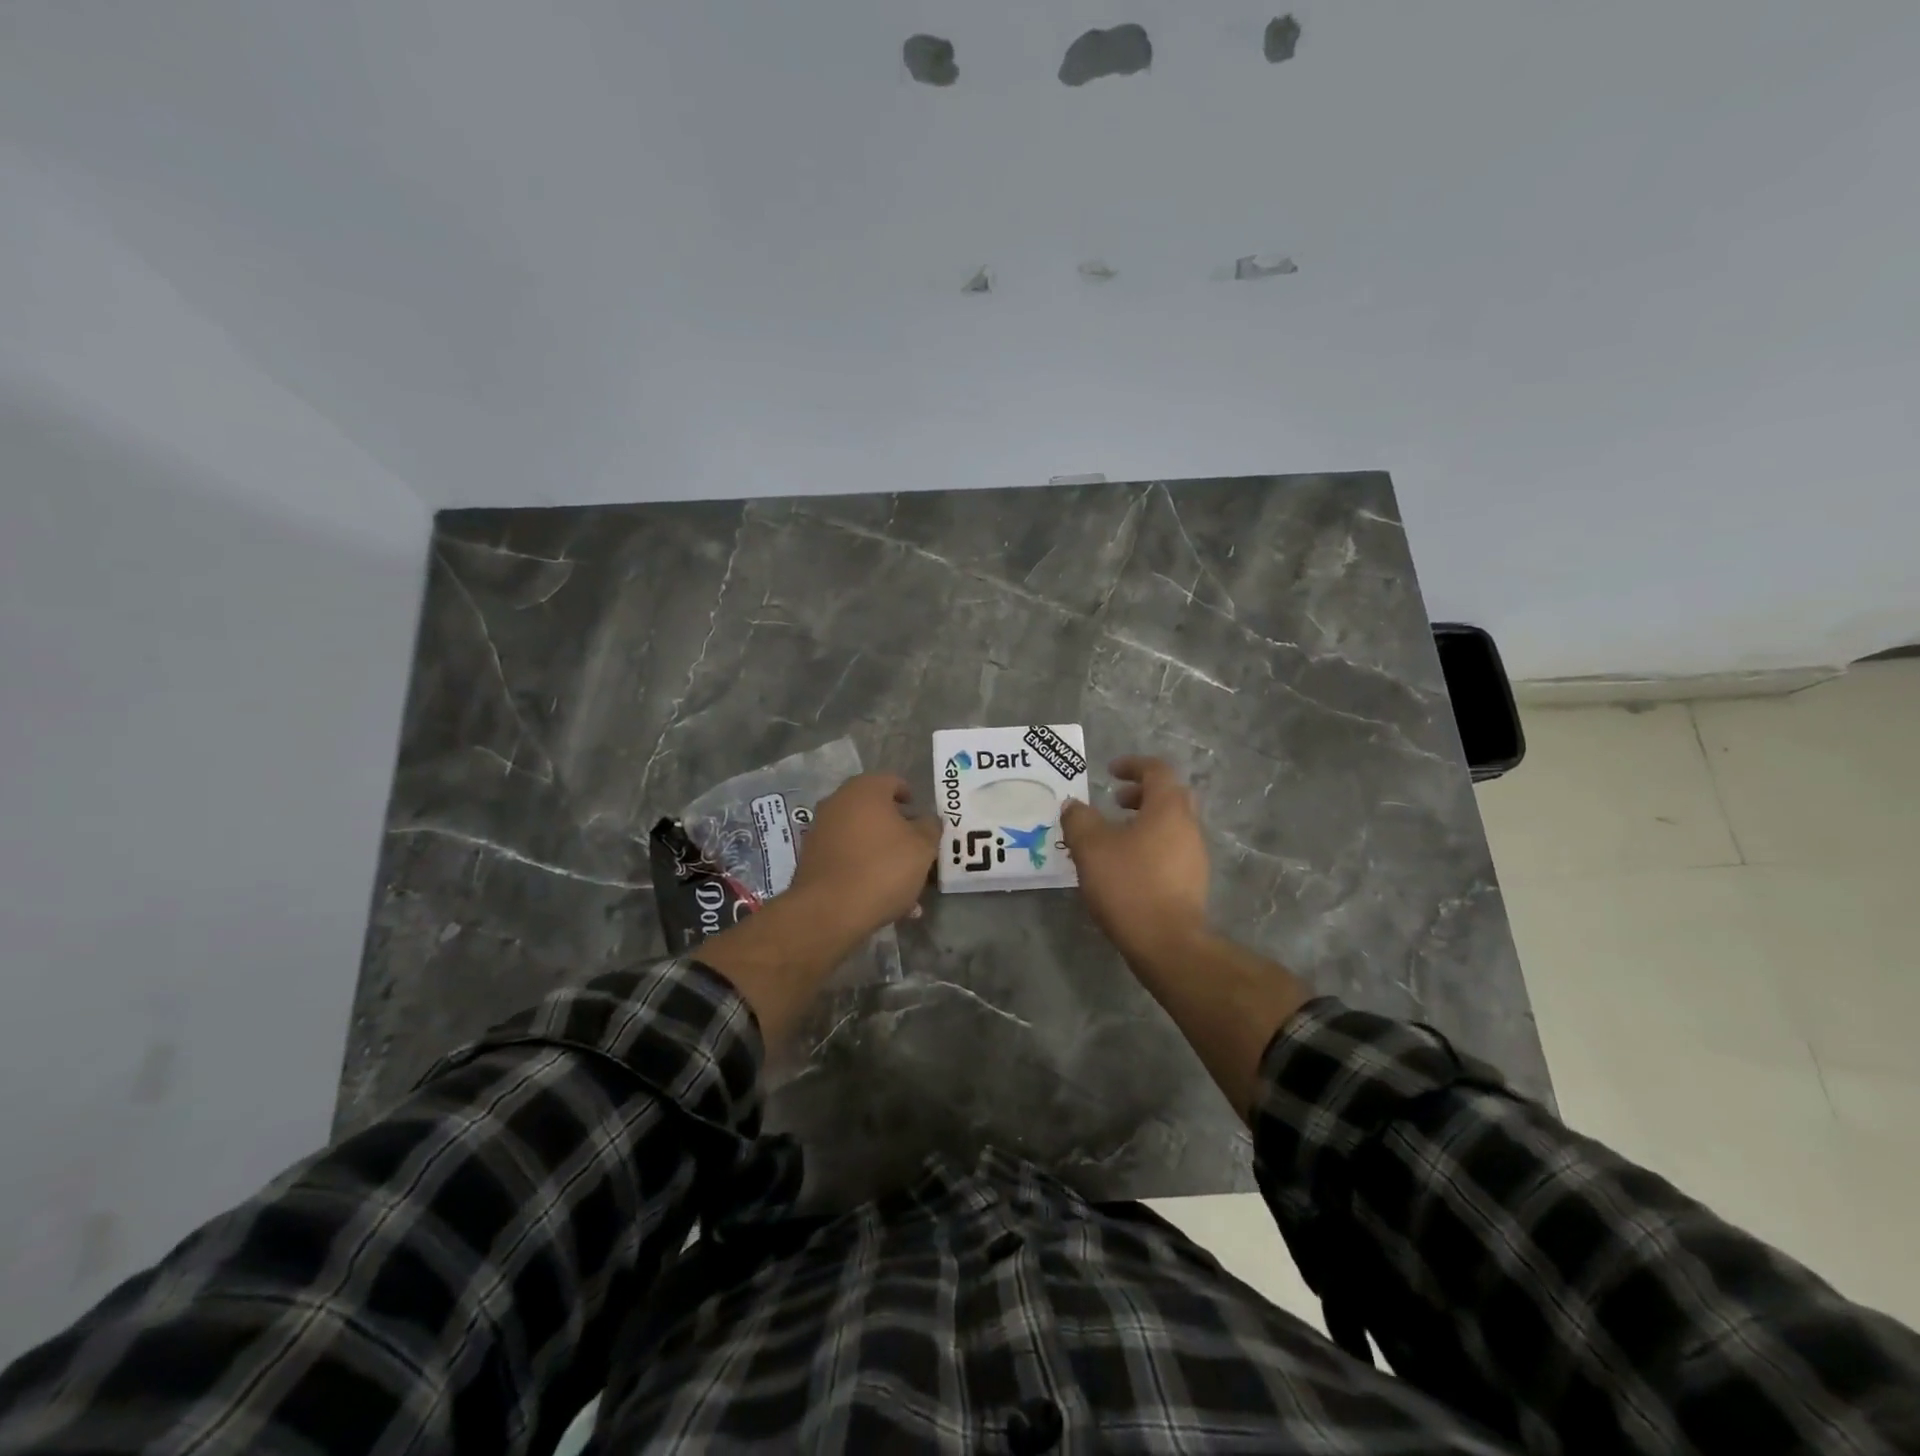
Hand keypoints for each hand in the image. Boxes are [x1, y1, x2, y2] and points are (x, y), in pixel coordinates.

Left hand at [789, 774, 939, 937]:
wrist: (830, 909)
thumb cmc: (883, 868)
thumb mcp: (923, 847)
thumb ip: (930, 827)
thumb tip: (927, 820)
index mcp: (866, 789)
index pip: (894, 782)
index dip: (912, 799)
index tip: (923, 821)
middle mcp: (838, 801)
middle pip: (875, 809)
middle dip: (896, 829)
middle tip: (915, 851)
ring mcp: (820, 829)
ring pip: (861, 836)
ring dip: (881, 852)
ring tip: (902, 883)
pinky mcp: (811, 857)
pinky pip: (846, 857)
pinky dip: (862, 869)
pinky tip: (879, 896)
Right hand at [1062, 756, 1210, 971]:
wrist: (1167, 943)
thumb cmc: (1129, 885)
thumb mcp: (1091, 847)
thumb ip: (1079, 820)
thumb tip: (1073, 805)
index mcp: (1168, 809)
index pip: (1157, 770)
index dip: (1133, 765)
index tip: (1110, 771)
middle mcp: (1188, 827)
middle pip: (1170, 796)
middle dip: (1141, 793)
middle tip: (1115, 802)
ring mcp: (1195, 856)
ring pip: (1171, 825)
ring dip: (1144, 821)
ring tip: (1114, 837)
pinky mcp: (1192, 883)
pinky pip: (1171, 850)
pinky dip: (1150, 845)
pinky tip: (1126, 867)